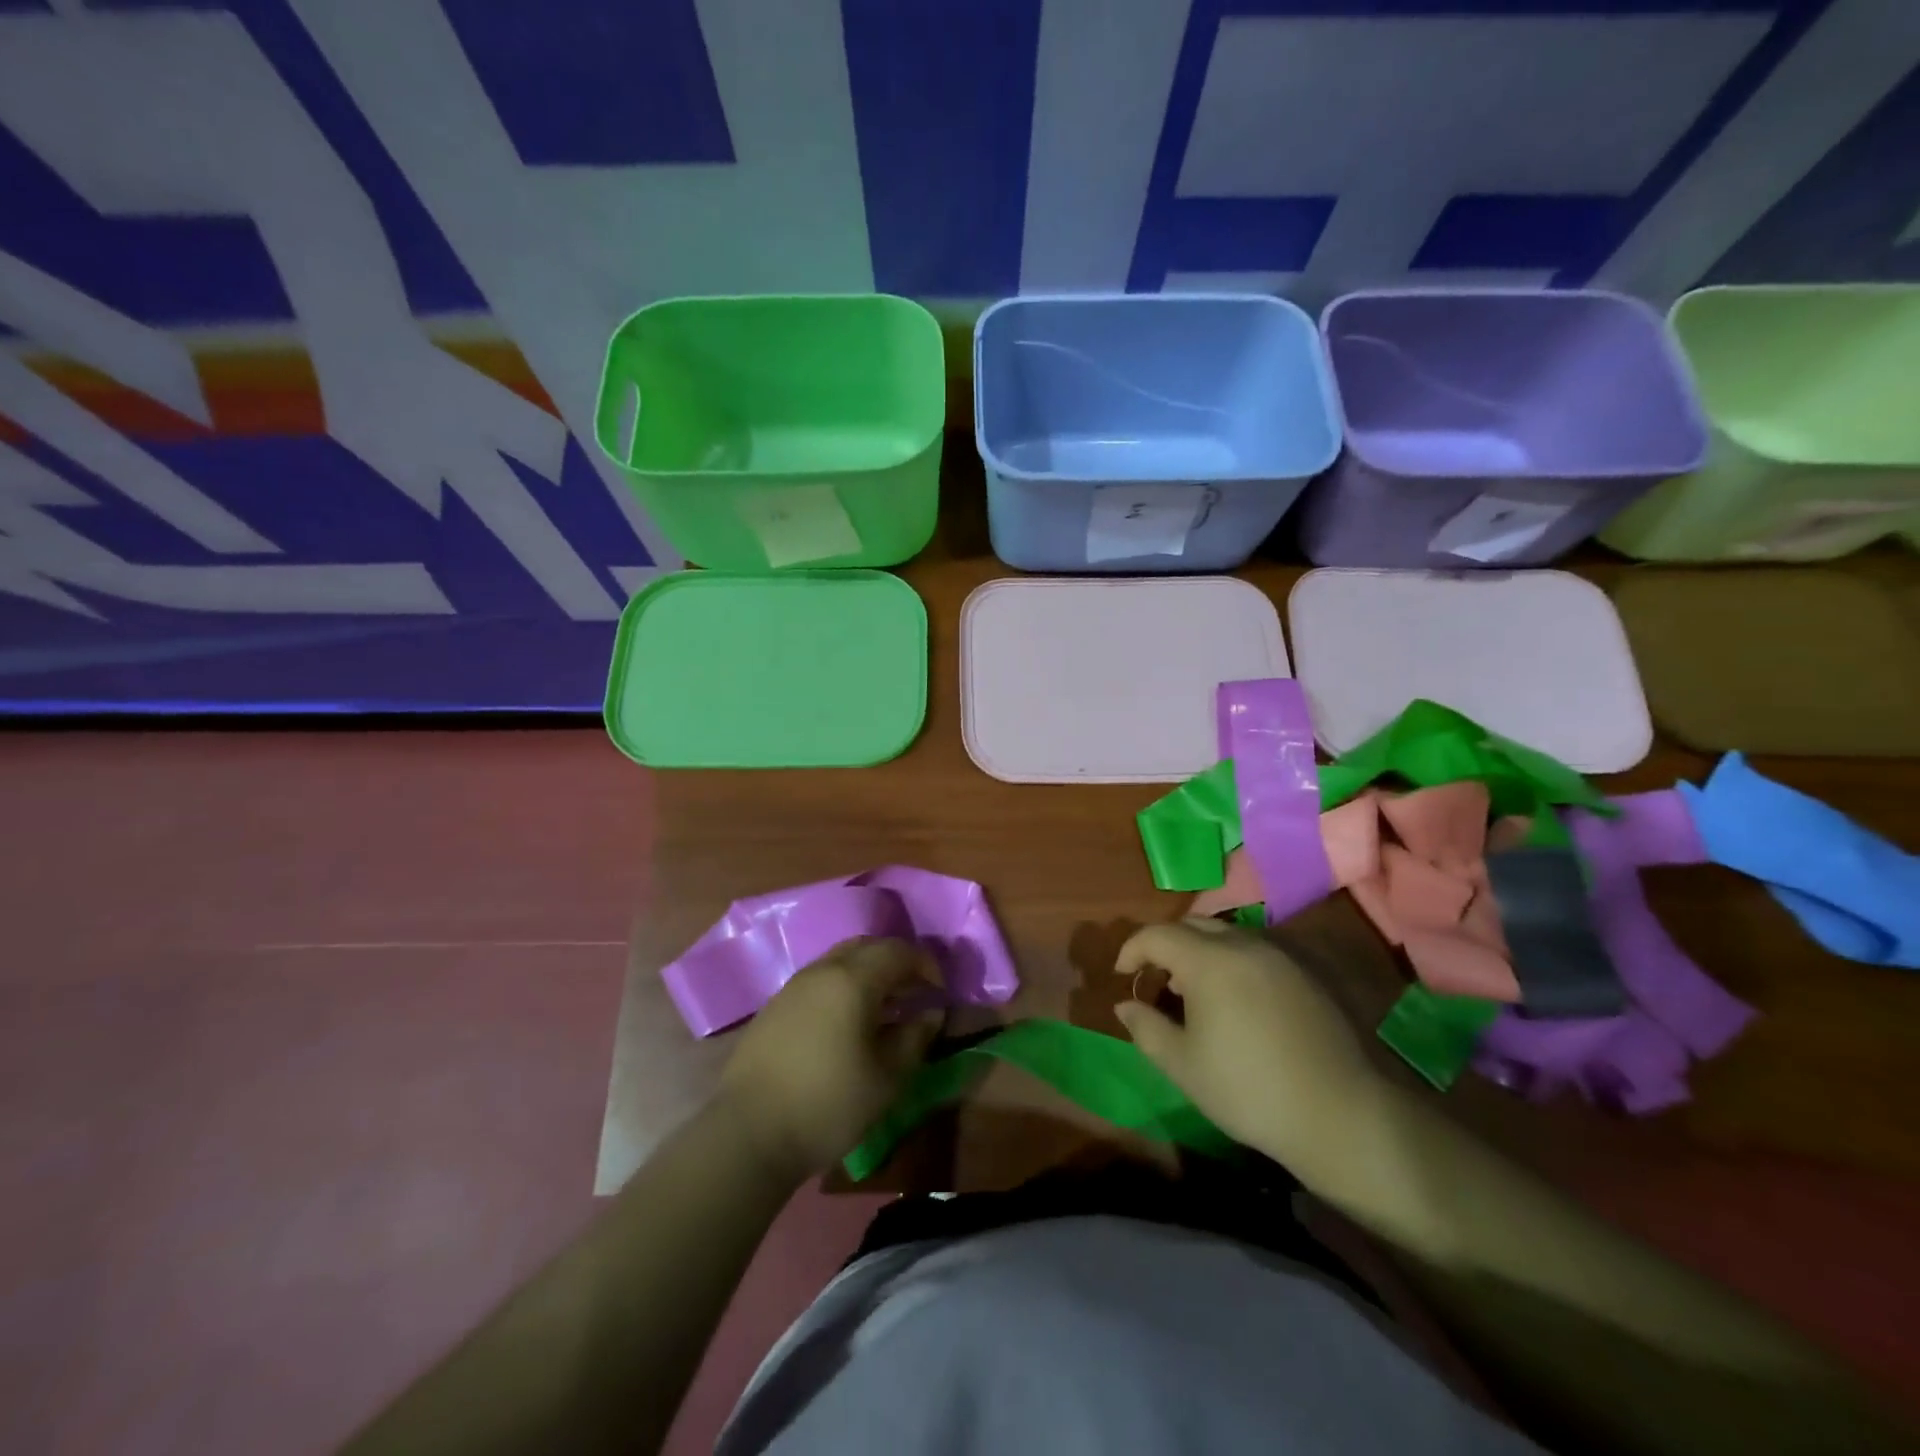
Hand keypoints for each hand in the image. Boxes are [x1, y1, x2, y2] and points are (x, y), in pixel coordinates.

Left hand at [717, 938, 943, 1180]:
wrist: (748, 1133)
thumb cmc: (828, 1104)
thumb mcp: (888, 1078)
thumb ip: (915, 1037)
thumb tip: (930, 1013)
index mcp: (853, 979)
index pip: (899, 951)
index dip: (926, 965)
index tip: (939, 993)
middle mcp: (822, 970)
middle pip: (868, 947)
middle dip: (896, 963)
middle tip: (913, 994)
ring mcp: (794, 986)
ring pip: (840, 961)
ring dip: (868, 974)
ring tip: (883, 1010)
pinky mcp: (774, 1006)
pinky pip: (819, 980)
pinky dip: (843, 988)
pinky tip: (846, 1024)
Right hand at [1115, 919, 1387, 1176]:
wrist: (1340, 1114)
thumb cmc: (1248, 1090)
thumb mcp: (1183, 1066)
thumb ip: (1146, 1028)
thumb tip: (1126, 1004)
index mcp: (1209, 961)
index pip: (1157, 934)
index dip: (1132, 949)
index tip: (1123, 975)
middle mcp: (1244, 945)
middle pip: (1193, 925)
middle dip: (1166, 944)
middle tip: (1157, 978)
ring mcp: (1280, 956)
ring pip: (1227, 935)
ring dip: (1201, 951)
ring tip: (1194, 991)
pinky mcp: (1306, 973)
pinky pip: (1255, 951)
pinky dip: (1232, 961)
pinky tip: (1235, 1000)